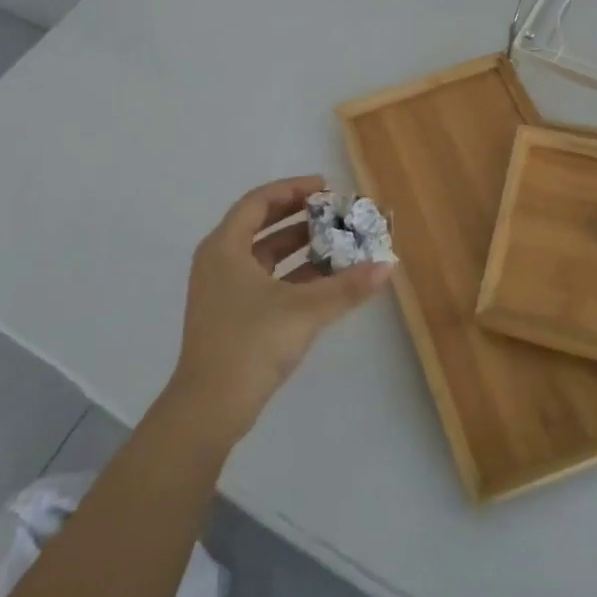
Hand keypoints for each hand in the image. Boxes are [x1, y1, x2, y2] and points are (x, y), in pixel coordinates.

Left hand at [166, 175, 394, 448]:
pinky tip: (326, 280)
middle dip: (300, 217)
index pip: (259, 201)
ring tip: (338, 242)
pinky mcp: (232, 316)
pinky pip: (266, 280)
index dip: (293, 189)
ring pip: (265, 256)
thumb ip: (347, 287)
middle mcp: (220, 261)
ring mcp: (223, 291)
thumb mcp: (304, 310)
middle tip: (335, 212)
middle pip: (262, 225)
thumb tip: (387, 266)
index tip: (327, 188)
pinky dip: (293, 275)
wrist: (210, 408)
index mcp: (225, 247)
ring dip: (300, 247)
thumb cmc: (251, 343)